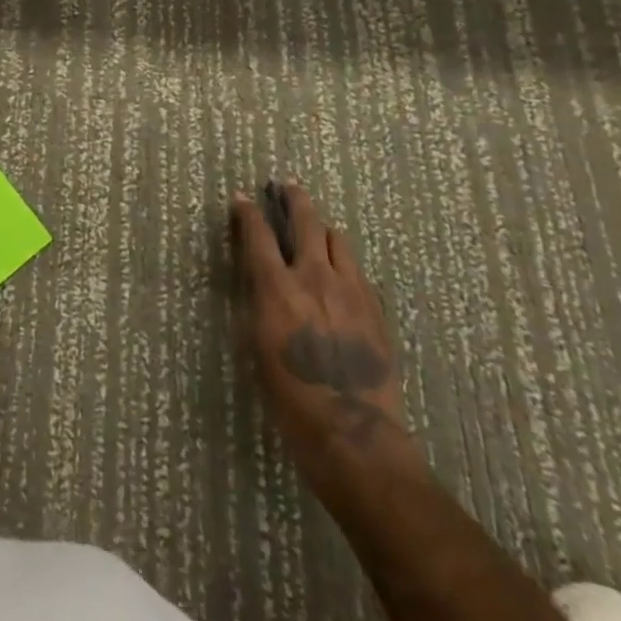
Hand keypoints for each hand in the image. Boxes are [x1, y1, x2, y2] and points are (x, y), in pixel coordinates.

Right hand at [232, 183, 422, 510]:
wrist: (354, 434)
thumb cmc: (290, 398)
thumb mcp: (257, 347)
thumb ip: (259, 304)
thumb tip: (261, 282)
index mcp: (278, 288)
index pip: (258, 235)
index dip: (248, 212)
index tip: (243, 198)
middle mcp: (315, 278)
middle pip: (306, 221)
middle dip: (295, 199)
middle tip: (289, 186)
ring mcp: (352, 291)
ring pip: (339, 240)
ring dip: (324, 229)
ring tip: (318, 228)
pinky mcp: (376, 309)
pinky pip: (359, 272)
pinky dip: (345, 263)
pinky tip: (342, 274)